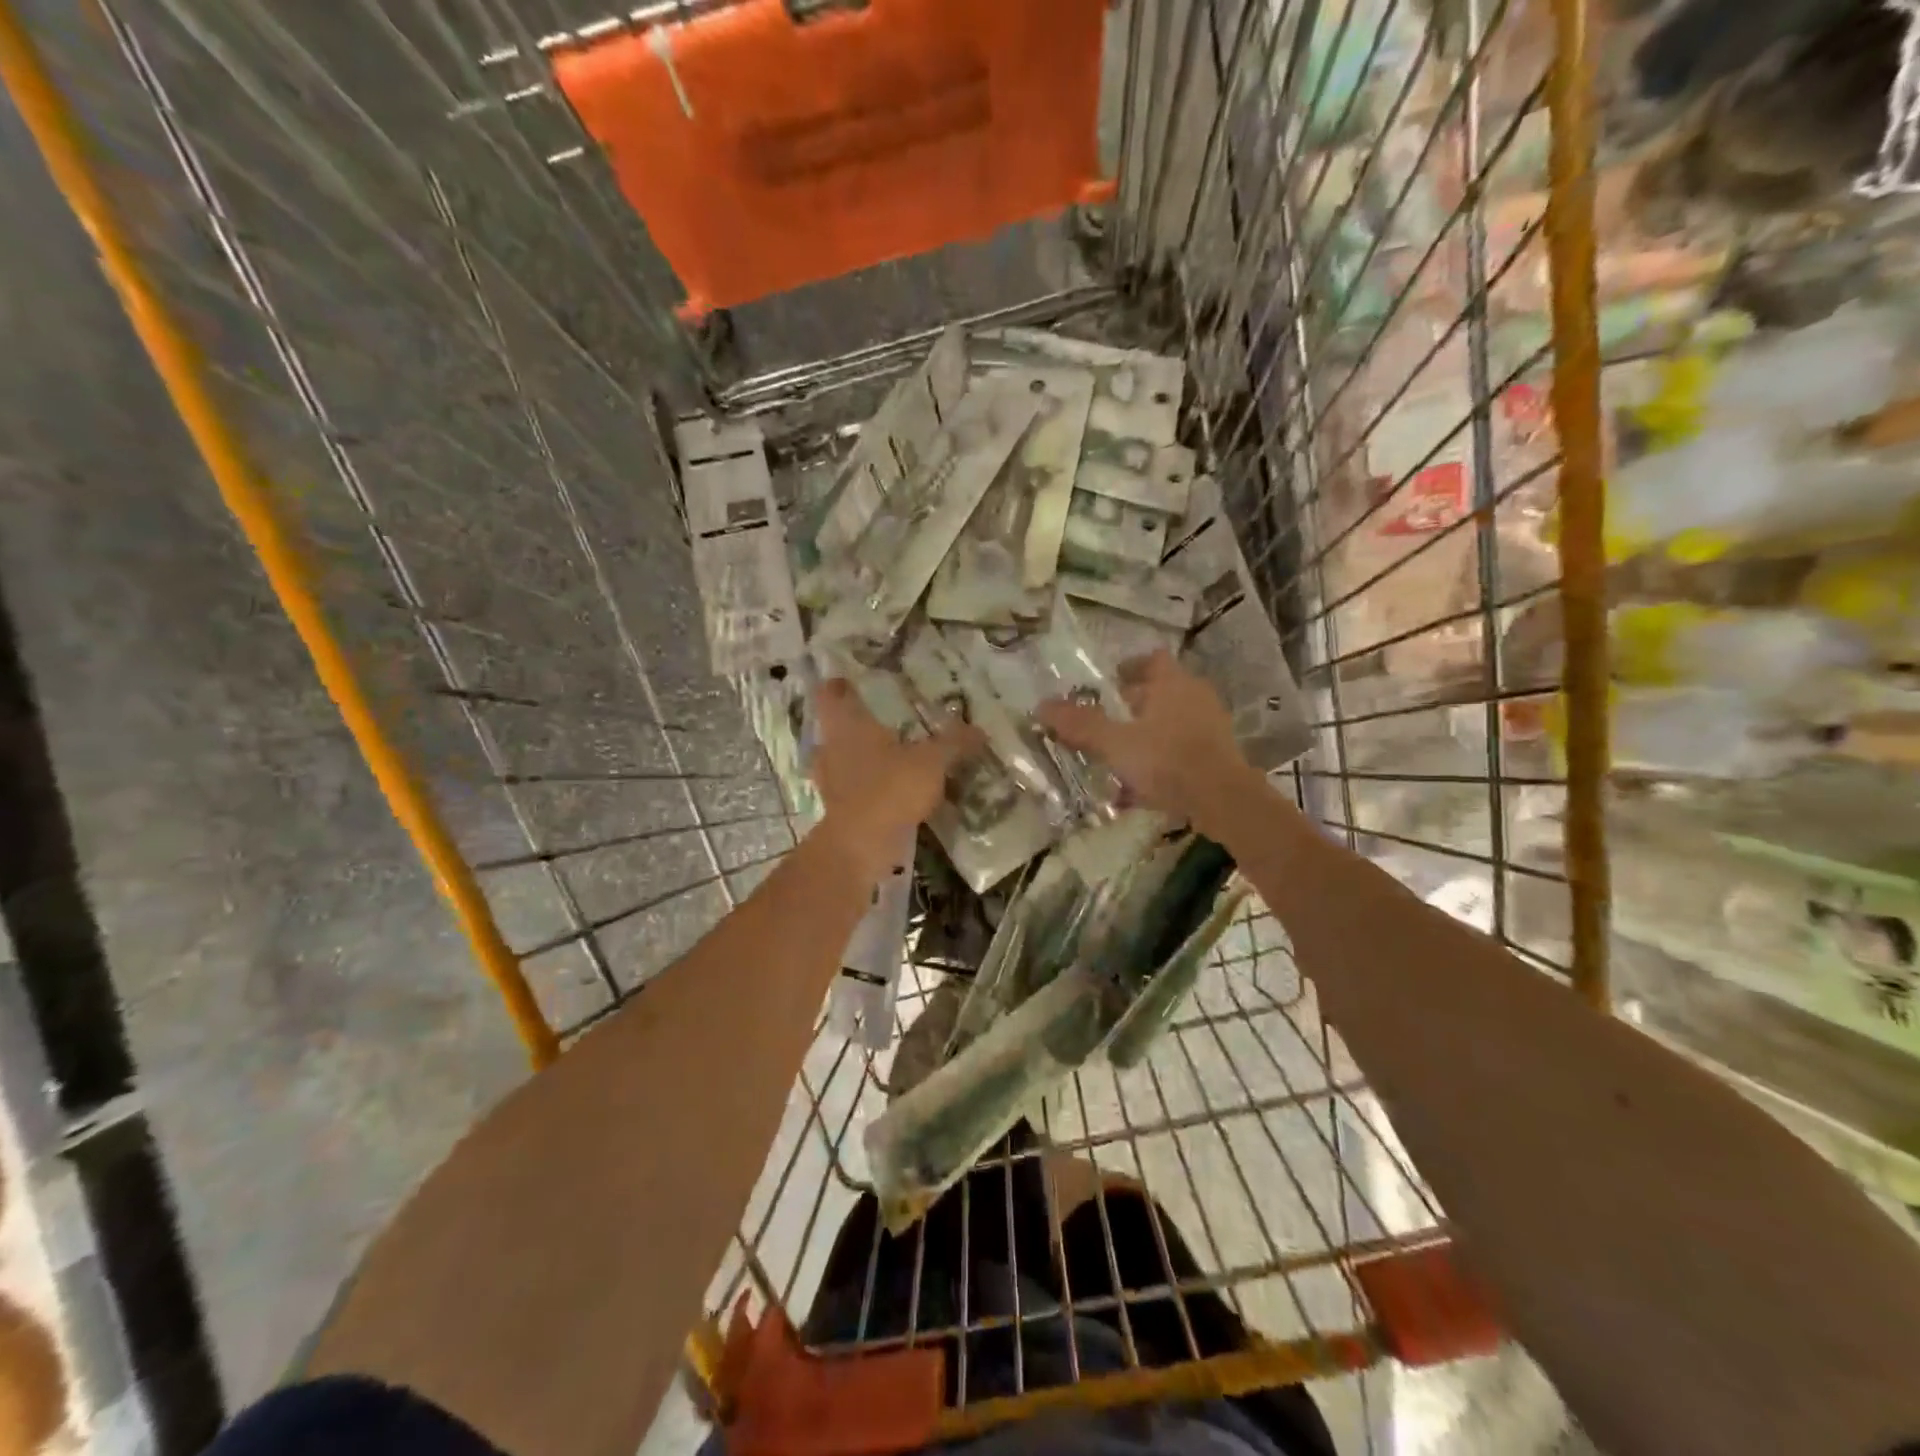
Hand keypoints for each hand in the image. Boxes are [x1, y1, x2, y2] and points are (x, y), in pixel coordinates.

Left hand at [810, 679, 981, 880]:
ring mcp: (829, 780)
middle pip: (834, 727)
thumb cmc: (890, 788)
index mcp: (847, 725)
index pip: (831, 694)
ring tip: (886, 754)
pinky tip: (888, 790)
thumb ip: (953, 743)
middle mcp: (830, 748)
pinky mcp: (837, 809)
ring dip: (858, 756)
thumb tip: (979, 730)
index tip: (848, 680)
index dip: (837, 685)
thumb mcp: (931, 761)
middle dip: (852, 722)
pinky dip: (864, 786)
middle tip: (877, 717)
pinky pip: (850, 788)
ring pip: (840, 758)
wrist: (861, 845)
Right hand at [1037, 650, 1262, 834]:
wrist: (1223, 800)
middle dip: (1133, 705)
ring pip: (1171, 722)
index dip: (1129, 667)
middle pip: (1160, 692)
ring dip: (1146, 734)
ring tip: (1118, 754)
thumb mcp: (1114, 743)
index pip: (1151, 659)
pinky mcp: (1218, 756)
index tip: (1109, 681)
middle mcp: (1195, 696)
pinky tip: (1139, 787)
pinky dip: (1161, 760)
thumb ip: (1080, 724)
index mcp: (1172, 683)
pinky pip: (1181, 750)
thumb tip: (1041, 705)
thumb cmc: (1166, 759)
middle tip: (1106, 720)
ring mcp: (1211, 726)